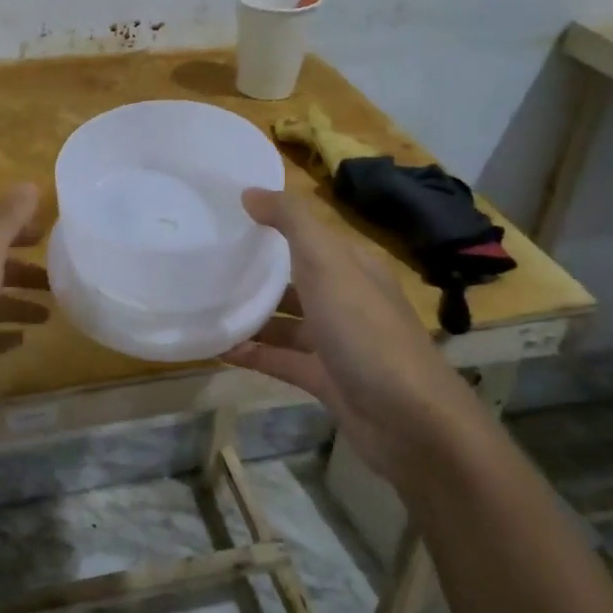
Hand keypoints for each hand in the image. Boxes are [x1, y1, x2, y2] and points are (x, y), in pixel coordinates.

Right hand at [221, 188, 483, 477]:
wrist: (409, 420)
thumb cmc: (365, 330)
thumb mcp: (327, 262)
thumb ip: (291, 222)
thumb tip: (250, 191)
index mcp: (353, 265)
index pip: (309, 235)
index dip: (272, 223)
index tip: (225, 217)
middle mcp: (346, 298)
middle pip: (295, 278)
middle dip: (256, 271)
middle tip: (204, 262)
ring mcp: (336, 342)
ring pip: (285, 321)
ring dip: (250, 315)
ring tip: (203, 305)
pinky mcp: (325, 379)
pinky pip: (280, 359)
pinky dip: (252, 353)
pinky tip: (217, 348)